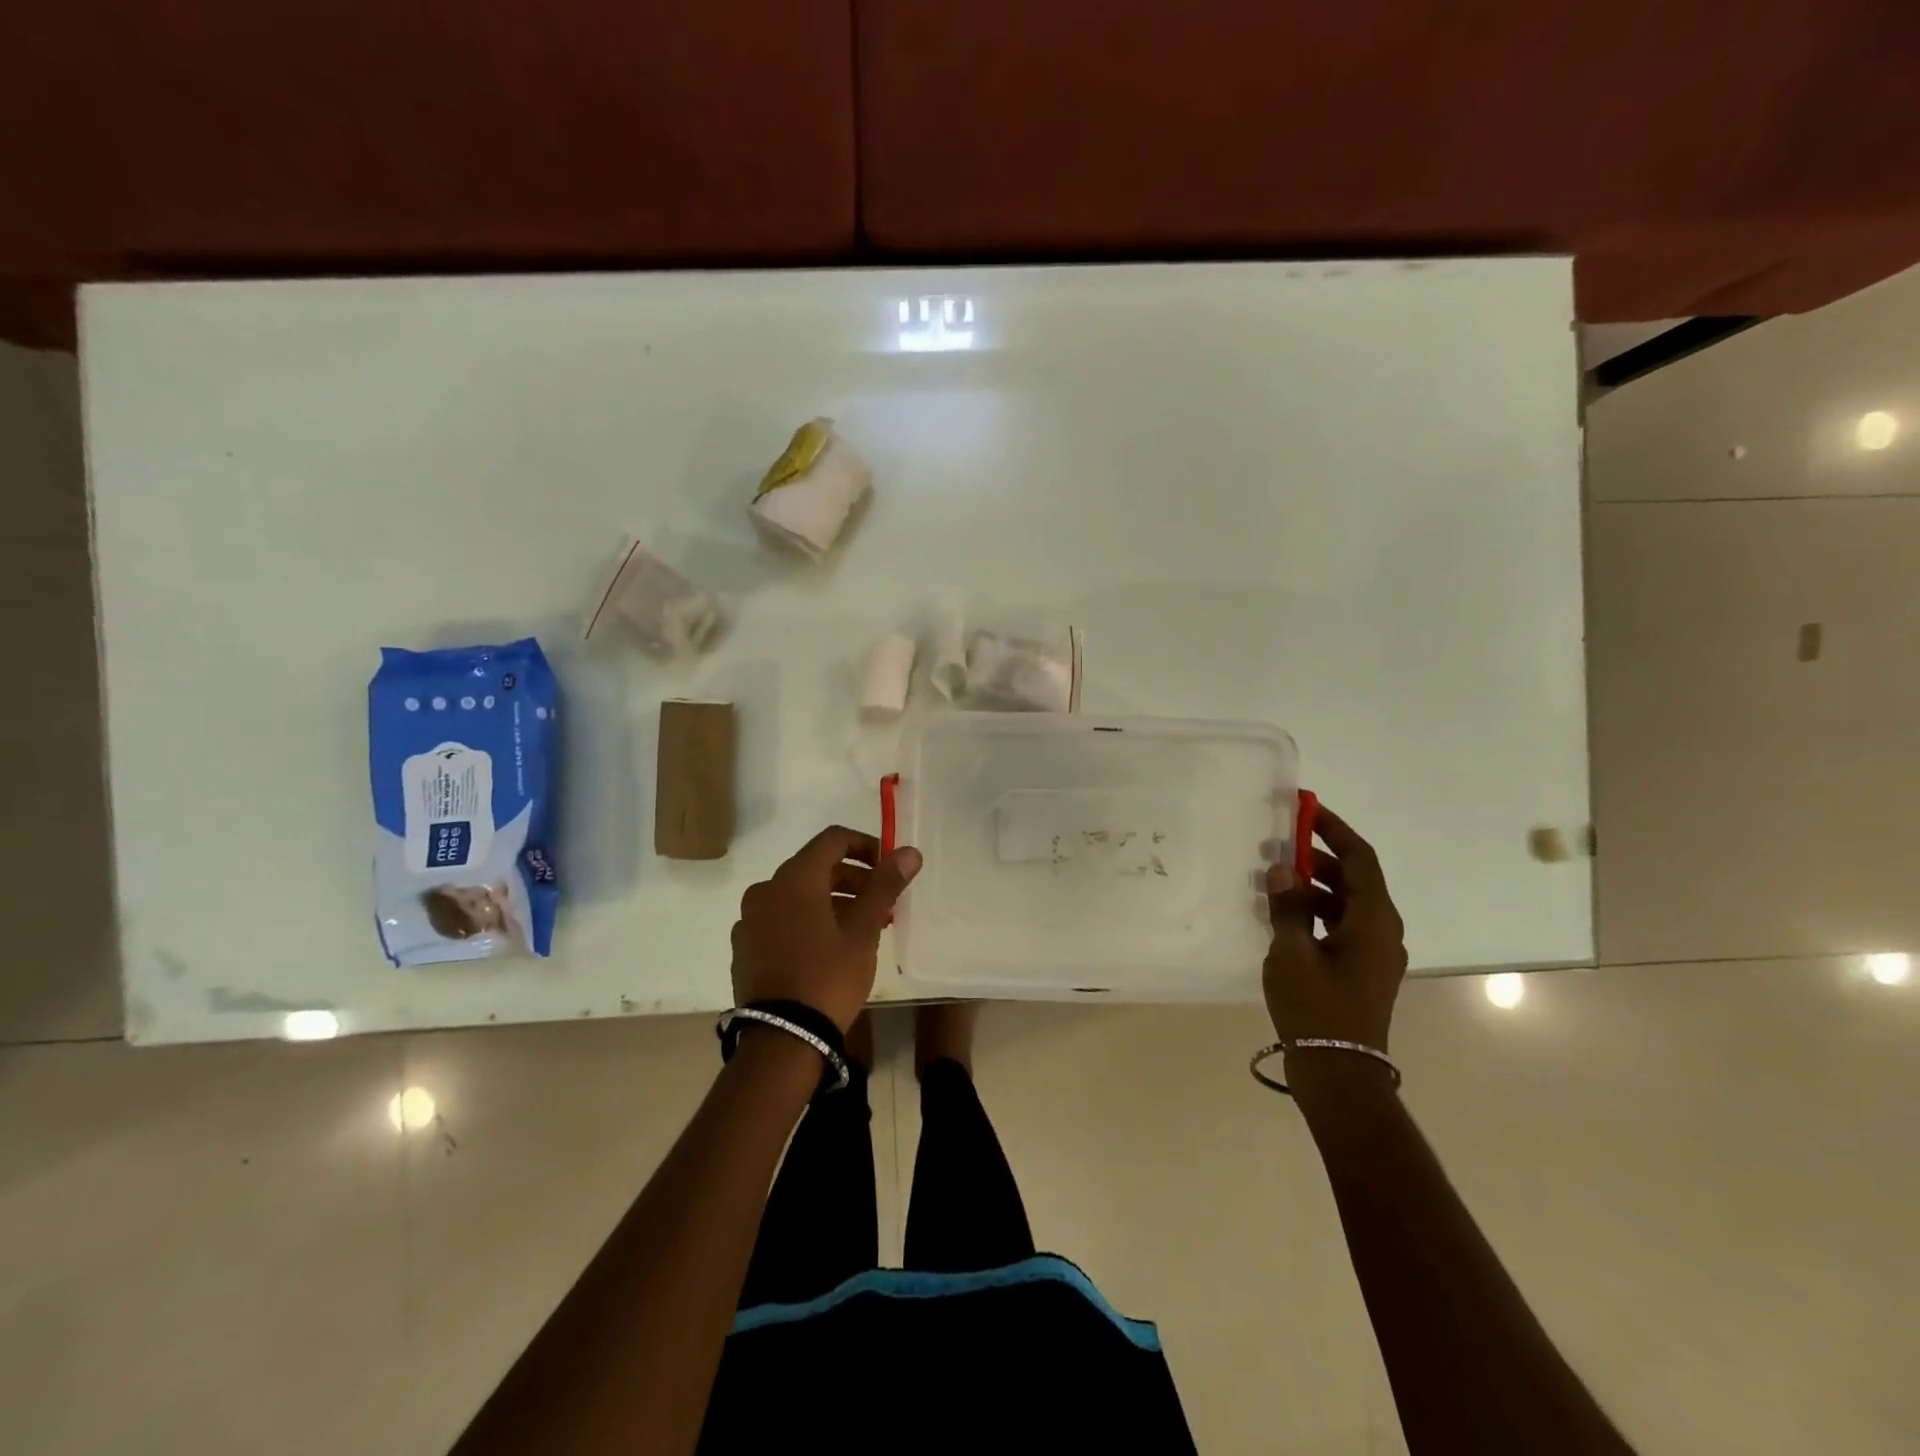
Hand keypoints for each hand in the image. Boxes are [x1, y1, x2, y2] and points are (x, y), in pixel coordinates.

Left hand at [730, 825, 922, 1032]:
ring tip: (860, 929)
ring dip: (831, 901)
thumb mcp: (863, 932)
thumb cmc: (828, 977)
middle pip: (815, 867)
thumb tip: (909, 852)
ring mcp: (750, 919)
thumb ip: (884, 886)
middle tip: (881, 905)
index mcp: (795, 879)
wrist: (781, 1039)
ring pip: (797, 895)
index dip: (865, 846)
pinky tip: (826, 948)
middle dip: (852, 879)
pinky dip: (806, 920)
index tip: (888, 869)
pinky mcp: (744, 946)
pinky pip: (780, 918)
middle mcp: (766, 889)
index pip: (833, 839)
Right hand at [1264, 805, 1406, 1061]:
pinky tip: (1280, 917)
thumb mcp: (1292, 952)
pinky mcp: (1359, 971)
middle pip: (1353, 879)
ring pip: (1344, 904)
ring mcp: (1372, 954)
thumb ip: (1288, 905)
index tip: (1305, 809)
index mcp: (1373, 921)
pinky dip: (1313, 913)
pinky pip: (1339, 926)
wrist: (1340, 1074)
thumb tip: (1283, 867)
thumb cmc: (1317, 1008)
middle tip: (1276, 847)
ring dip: (1312, 888)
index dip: (1335, 829)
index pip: (1360, 859)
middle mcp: (1381, 931)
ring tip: (1270, 882)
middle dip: (1317, 858)